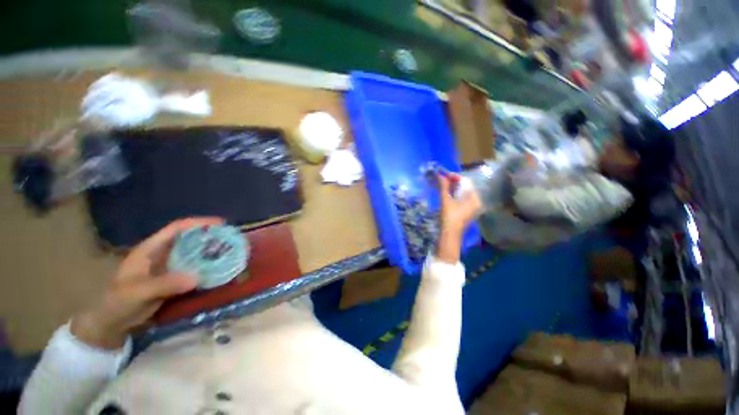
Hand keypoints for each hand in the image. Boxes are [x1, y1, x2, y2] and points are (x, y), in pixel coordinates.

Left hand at [71, 218, 222, 348]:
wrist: (113, 322)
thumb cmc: (119, 302)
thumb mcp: (138, 292)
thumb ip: (165, 284)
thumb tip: (197, 277)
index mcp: (151, 248)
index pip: (177, 228)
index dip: (199, 223)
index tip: (220, 224)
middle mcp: (163, 253)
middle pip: (190, 238)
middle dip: (210, 236)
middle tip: (231, 239)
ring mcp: (170, 266)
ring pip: (194, 253)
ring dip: (211, 251)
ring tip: (230, 252)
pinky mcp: (175, 278)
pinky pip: (195, 268)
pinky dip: (207, 267)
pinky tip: (219, 270)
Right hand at [436, 175, 481, 263]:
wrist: (450, 233)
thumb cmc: (449, 216)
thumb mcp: (446, 200)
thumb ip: (444, 186)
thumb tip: (440, 175)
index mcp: (474, 198)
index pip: (466, 181)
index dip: (454, 176)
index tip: (444, 174)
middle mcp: (476, 200)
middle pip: (465, 186)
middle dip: (454, 181)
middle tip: (443, 178)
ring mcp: (472, 206)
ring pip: (464, 192)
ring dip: (454, 187)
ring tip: (444, 184)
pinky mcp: (468, 210)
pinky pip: (463, 198)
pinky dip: (455, 194)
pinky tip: (448, 192)